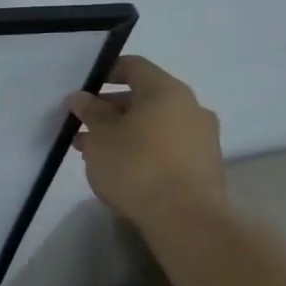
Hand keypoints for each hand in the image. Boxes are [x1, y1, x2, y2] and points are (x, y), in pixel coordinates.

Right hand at [70, 56, 225, 232]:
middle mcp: (190, 107)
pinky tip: (120, 169)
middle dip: (110, 109)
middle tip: (82, 127)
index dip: (105, 72)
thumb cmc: (136, 166)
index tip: (83, 90)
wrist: (185, 218)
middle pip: (144, 97)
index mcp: (166, 91)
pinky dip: (143, 149)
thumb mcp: (101, 136)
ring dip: (124, 132)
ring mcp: (201, 137)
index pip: (133, 66)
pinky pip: (166, 146)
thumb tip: (82, 97)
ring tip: (94, 152)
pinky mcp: (204, 164)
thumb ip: (90, 112)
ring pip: (154, 124)